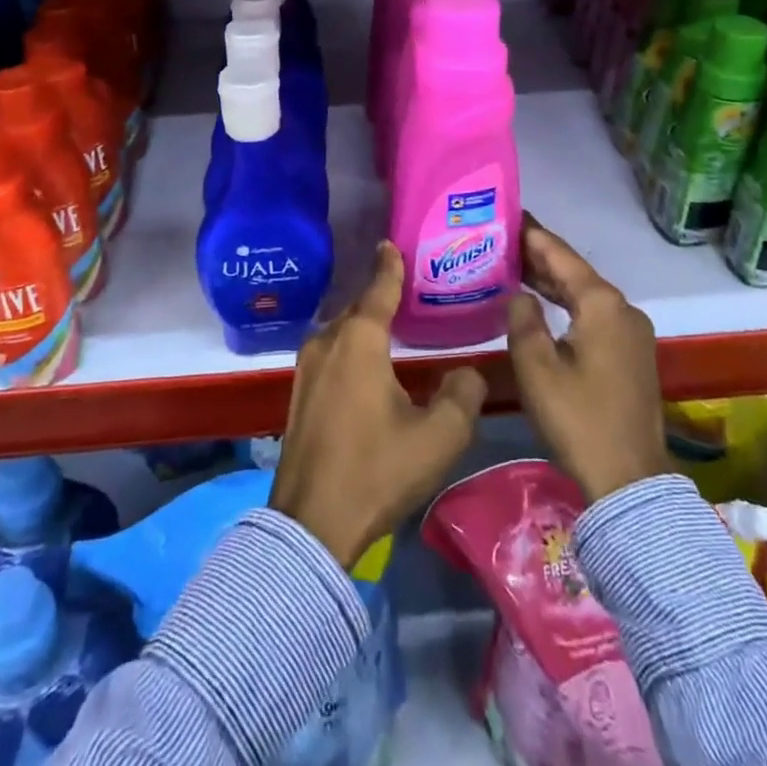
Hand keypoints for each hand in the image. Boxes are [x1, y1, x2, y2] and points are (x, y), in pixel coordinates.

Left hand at [270, 241, 487, 566]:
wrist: (312, 523)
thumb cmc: (377, 470)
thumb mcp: (438, 437)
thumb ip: (462, 395)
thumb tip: (467, 373)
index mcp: (359, 341)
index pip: (378, 289)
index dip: (389, 266)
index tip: (391, 243)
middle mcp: (328, 342)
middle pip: (358, 308)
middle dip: (379, 295)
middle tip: (406, 287)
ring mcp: (307, 367)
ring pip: (342, 332)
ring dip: (364, 324)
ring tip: (390, 323)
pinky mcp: (299, 392)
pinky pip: (331, 352)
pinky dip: (351, 347)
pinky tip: (366, 362)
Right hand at [508, 216, 667, 503]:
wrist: (630, 479)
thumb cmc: (578, 419)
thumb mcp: (536, 368)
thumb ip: (523, 320)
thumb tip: (520, 295)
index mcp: (602, 304)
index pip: (560, 255)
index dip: (532, 234)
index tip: (508, 213)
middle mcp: (622, 308)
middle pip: (575, 271)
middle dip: (539, 255)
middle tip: (502, 238)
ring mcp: (631, 331)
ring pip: (585, 293)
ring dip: (552, 280)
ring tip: (514, 264)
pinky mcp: (631, 353)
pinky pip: (594, 313)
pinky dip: (567, 302)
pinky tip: (543, 303)